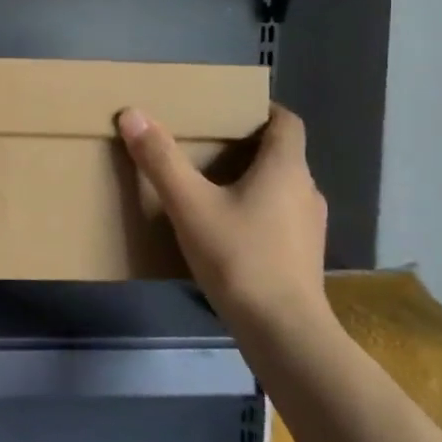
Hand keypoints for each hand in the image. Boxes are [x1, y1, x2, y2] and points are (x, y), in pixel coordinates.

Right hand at [117, 104, 331, 337]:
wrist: (283, 331)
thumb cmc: (239, 257)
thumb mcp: (189, 205)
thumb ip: (160, 160)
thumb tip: (132, 114)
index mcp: (286, 168)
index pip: (287, 122)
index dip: (263, 110)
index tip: (231, 111)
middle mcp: (306, 190)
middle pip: (282, 154)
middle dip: (247, 145)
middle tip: (207, 146)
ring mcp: (309, 226)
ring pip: (281, 187)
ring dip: (252, 180)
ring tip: (212, 186)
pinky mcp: (303, 255)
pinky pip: (280, 216)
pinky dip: (258, 210)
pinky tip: (227, 229)